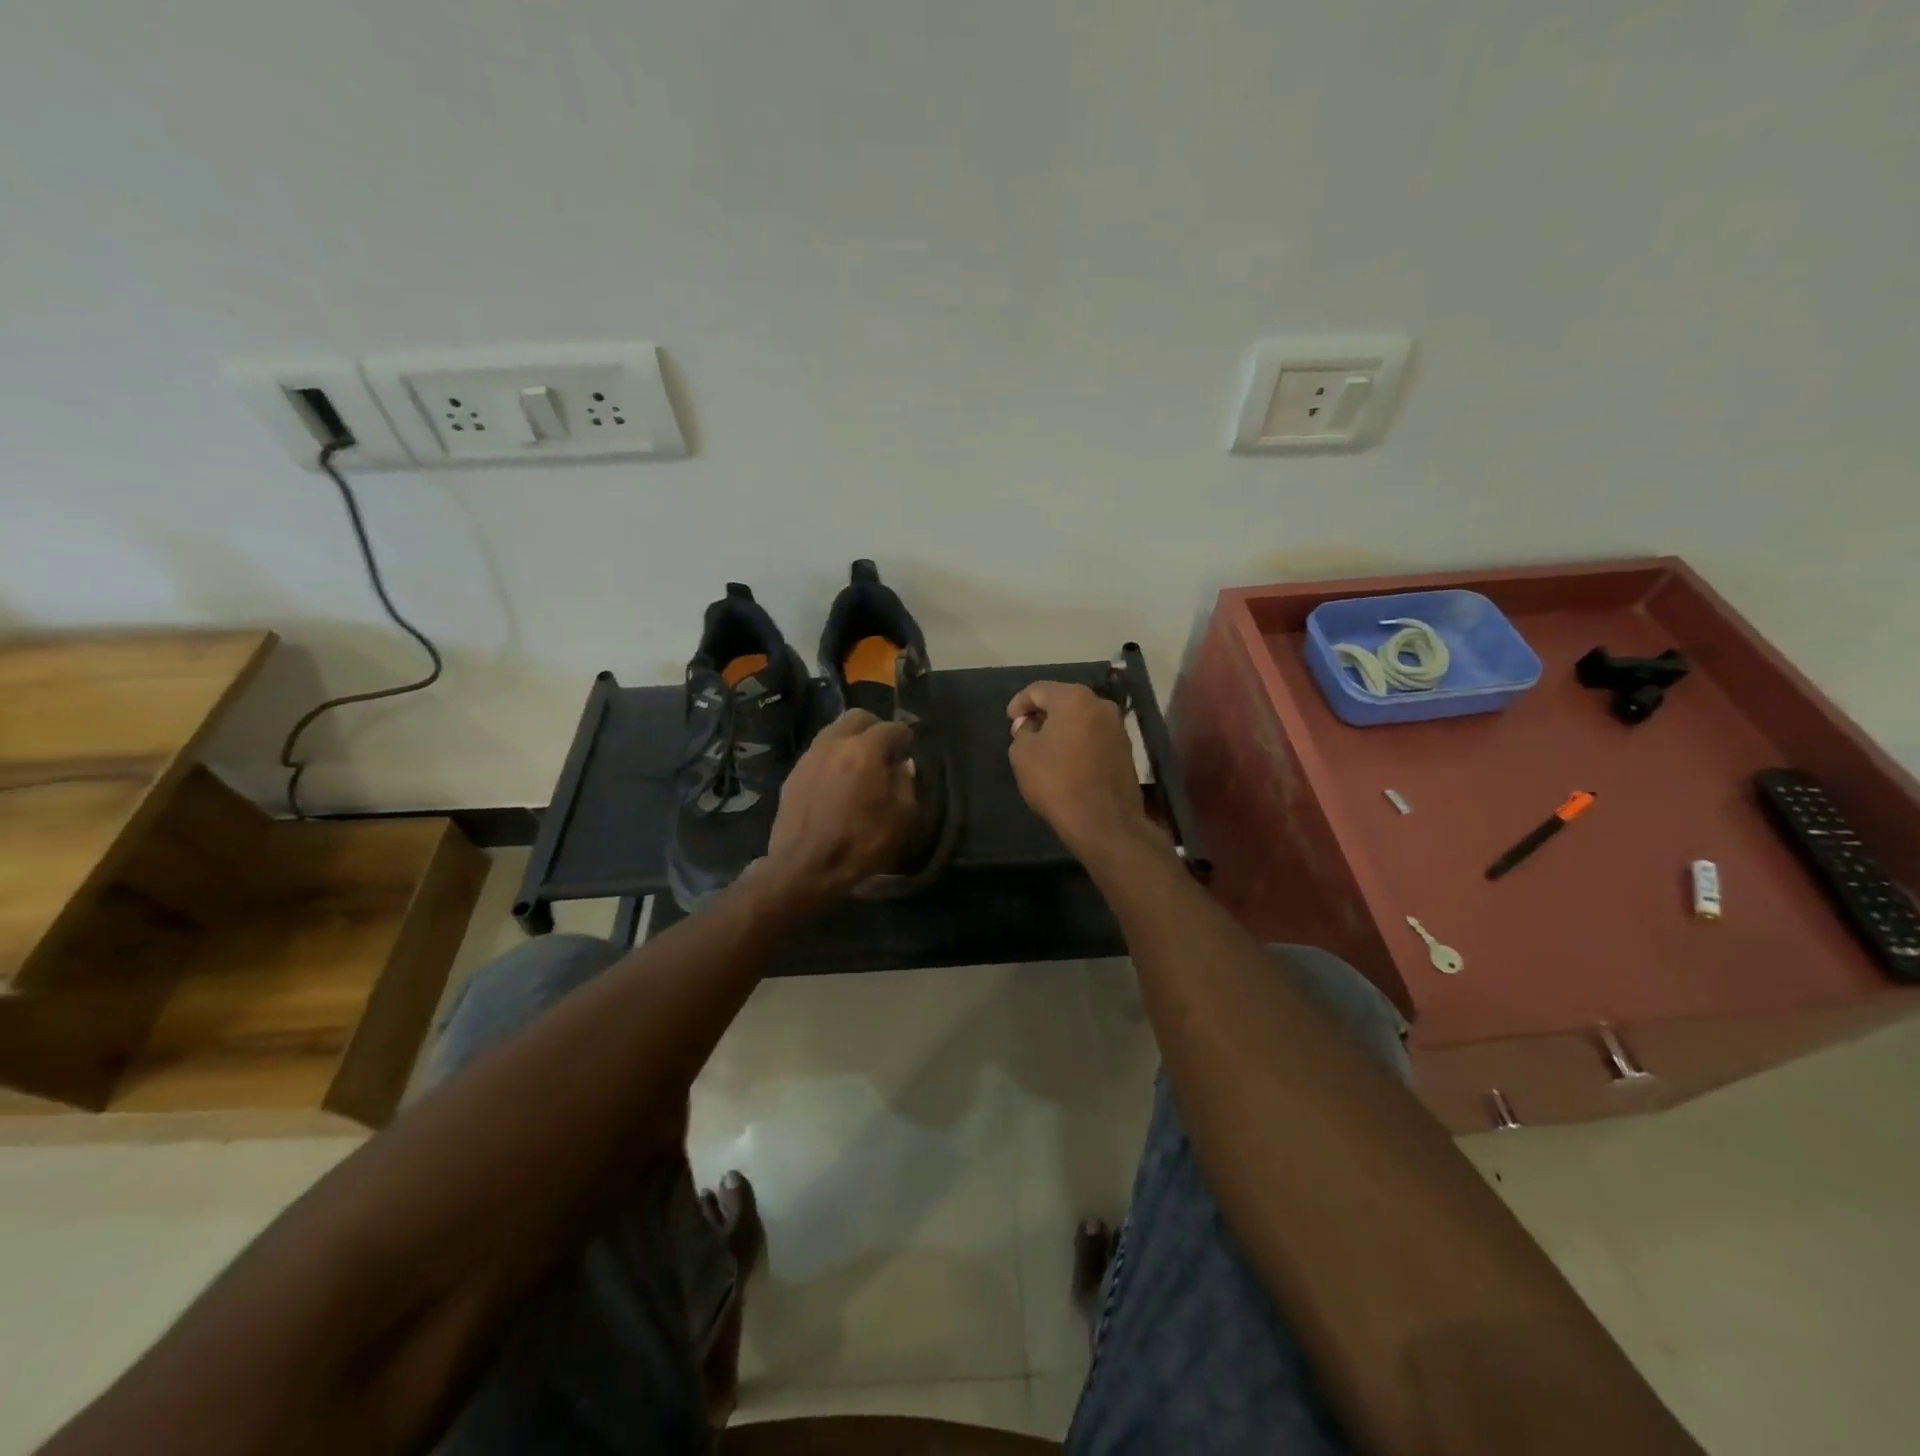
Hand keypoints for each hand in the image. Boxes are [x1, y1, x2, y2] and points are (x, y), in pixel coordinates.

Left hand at [765, 710, 916, 903]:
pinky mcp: (793, 774)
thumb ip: (906, 784)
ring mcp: (810, 756)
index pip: (892, 728)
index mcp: (865, 750)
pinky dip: (832, 758)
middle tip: (884, 751)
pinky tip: (837, 782)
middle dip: (875, 728)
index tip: (909, 752)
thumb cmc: (860, 843)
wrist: (804, 868)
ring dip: (851, 741)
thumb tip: (903, 766)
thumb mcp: (901, 818)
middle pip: (858, 718)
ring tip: (860, 765)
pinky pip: (818, 753)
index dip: (905, 738)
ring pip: (834, 731)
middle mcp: (835, 743)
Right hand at [1006, 682, 1149, 855]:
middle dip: (1042, 714)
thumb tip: (1030, 726)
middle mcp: (1101, 704)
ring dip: (1062, 728)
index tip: (1010, 721)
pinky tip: (1066, 761)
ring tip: (1045, 748)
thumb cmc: (1057, 781)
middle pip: (1063, 700)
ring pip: (1081, 718)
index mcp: (1074, 698)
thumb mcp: (1022, 754)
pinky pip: (1094, 736)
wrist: (1104, 821)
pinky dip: (1078, 741)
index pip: (1038, 689)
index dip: (1019, 703)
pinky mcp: (1126, 749)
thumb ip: (1022, 731)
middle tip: (1025, 733)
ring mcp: (1118, 727)